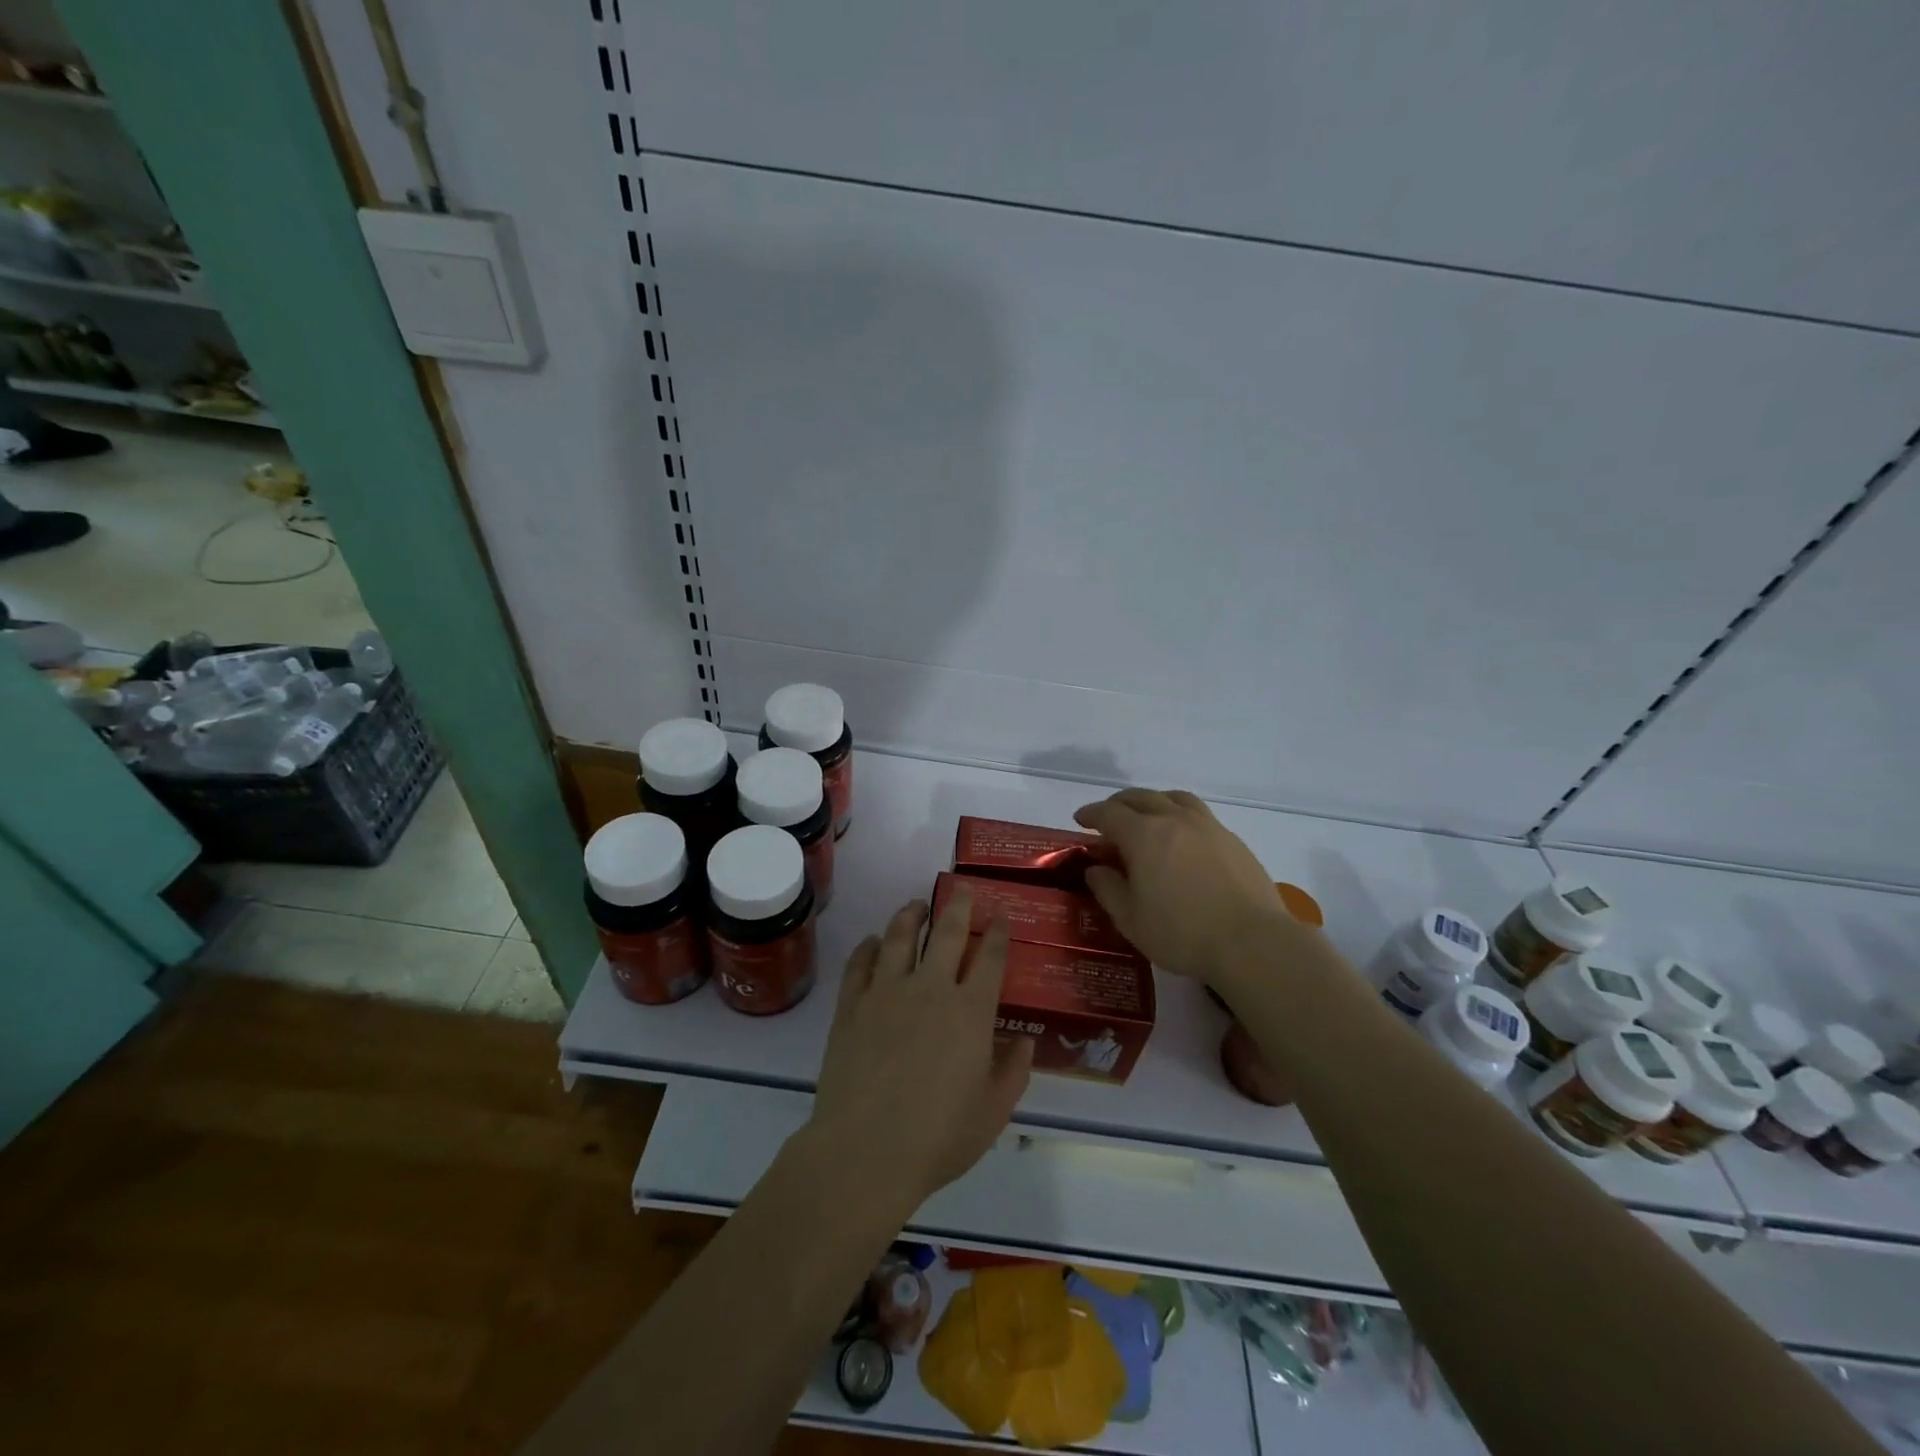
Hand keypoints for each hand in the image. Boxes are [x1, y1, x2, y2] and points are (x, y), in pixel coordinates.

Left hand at [804, 890, 1032, 1213]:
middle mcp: (931, 989)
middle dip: (958, 906)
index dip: (998, 934)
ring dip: (911, 915)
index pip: (990, 959)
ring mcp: (887, 992)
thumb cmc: (938, 1137)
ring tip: (917, 905)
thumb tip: (1024, 1041)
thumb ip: (1013, 1072)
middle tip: (962, 889)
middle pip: (947, 933)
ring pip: (900, 937)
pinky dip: (869, 947)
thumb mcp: (992, 1112)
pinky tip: (873, 942)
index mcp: (970, 1011)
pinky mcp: (852, 1005)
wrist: (865, 1151)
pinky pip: (860, 963)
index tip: (1000, 916)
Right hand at [1074, 788, 1292, 982]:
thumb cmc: (1182, 933)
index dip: (1091, 814)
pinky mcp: (1232, 840)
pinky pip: (1199, 814)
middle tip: (1108, 817)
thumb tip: (1096, 869)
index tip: (1080, 820)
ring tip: (1147, 816)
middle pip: (1141, 798)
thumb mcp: (1131, 919)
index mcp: (1144, 835)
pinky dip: (1180, 816)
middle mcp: (1174, 820)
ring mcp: (1208, 826)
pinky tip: (1182, 838)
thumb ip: (1108, 889)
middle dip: (1119, 804)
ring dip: (1153, 802)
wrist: (1252, 942)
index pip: (1109, 813)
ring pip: (1174, 799)